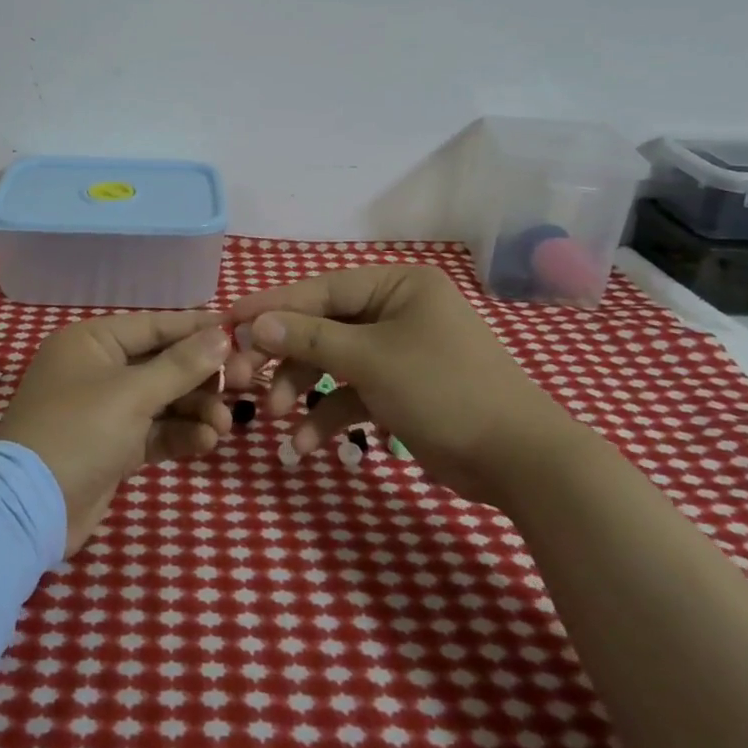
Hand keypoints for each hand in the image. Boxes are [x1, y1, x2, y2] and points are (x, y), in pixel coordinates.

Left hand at [0, 312, 232, 554]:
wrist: (31, 508)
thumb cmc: (79, 431)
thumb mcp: (132, 394)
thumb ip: (181, 365)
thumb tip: (222, 334)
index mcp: (92, 342)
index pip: (154, 326)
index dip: (197, 329)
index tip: (240, 331)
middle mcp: (98, 369)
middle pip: (162, 364)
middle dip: (201, 377)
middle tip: (243, 384)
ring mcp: (104, 410)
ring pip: (162, 401)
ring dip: (195, 410)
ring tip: (226, 425)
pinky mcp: (113, 447)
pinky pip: (154, 432)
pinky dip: (179, 435)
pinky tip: (206, 442)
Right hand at [223, 264, 585, 502]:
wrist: (519, 462)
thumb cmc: (443, 391)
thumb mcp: (370, 360)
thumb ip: (308, 339)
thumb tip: (254, 323)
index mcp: (397, 286)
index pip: (320, 289)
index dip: (272, 307)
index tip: (228, 323)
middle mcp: (396, 311)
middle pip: (322, 327)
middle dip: (285, 357)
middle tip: (243, 379)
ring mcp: (398, 352)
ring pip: (333, 363)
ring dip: (302, 390)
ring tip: (275, 418)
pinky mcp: (400, 390)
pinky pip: (353, 394)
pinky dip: (329, 416)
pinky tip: (305, 445)